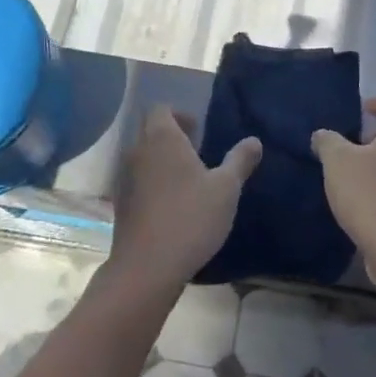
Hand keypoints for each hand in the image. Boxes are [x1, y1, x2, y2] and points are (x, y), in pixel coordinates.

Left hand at [108, 108, 260, 290]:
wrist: (147, 267)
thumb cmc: (191, 217)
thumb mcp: (226, 188)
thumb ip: (239, 160)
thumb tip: (254, 140)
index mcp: (162, 139)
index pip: (161, 109)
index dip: (179, 114)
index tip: (198, 130)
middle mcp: (138, 152)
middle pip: (149, 131)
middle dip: (172, 136)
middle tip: (197, 152)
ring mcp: (125, 179)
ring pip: (143, 158)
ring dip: (162, 161)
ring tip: (188, 180)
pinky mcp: (121, 205)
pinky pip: (138, 182)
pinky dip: (153, 184)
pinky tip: (173, 206)